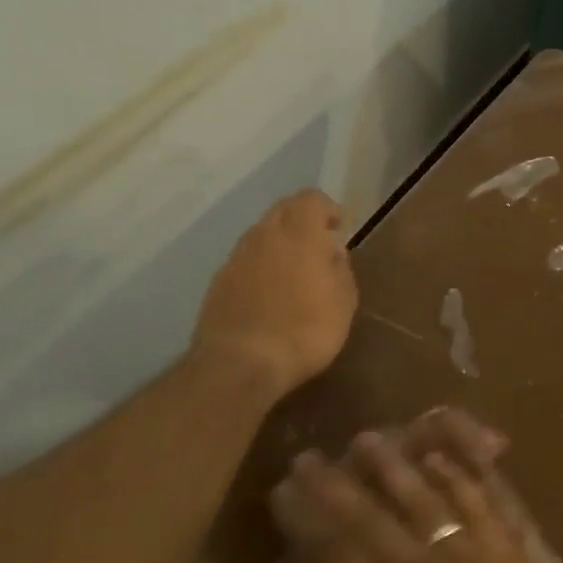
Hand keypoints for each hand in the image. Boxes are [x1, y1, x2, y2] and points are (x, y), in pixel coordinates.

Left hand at [192, 190, 357, 399]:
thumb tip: (332, 250)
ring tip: (294, 274)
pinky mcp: (219, 281)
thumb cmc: (305, 331)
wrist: (241, 363)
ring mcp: (237, 256)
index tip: (338, 230)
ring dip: (279, 244)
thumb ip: (340, 268)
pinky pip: (245, 260)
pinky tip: (269, 294)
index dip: (327, 210)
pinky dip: (260, 266)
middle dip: (302, 222)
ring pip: (261, 234)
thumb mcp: (343, 302)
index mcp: (299, 233)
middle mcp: (264, 234)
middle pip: (283, 210)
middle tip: (318, 248)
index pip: (311, 199)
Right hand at [266, 409, 562, 562]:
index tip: (282, 490)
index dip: (304, 518)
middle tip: (309, 455)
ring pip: (420, 494)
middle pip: (368, 514)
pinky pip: (478, 496)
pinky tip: (441, 457)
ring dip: (391, 465)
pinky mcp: (505, 541)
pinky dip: (458, 473)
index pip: (332, 550)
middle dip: (333, 483)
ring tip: (367, 438)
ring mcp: (465, 545)